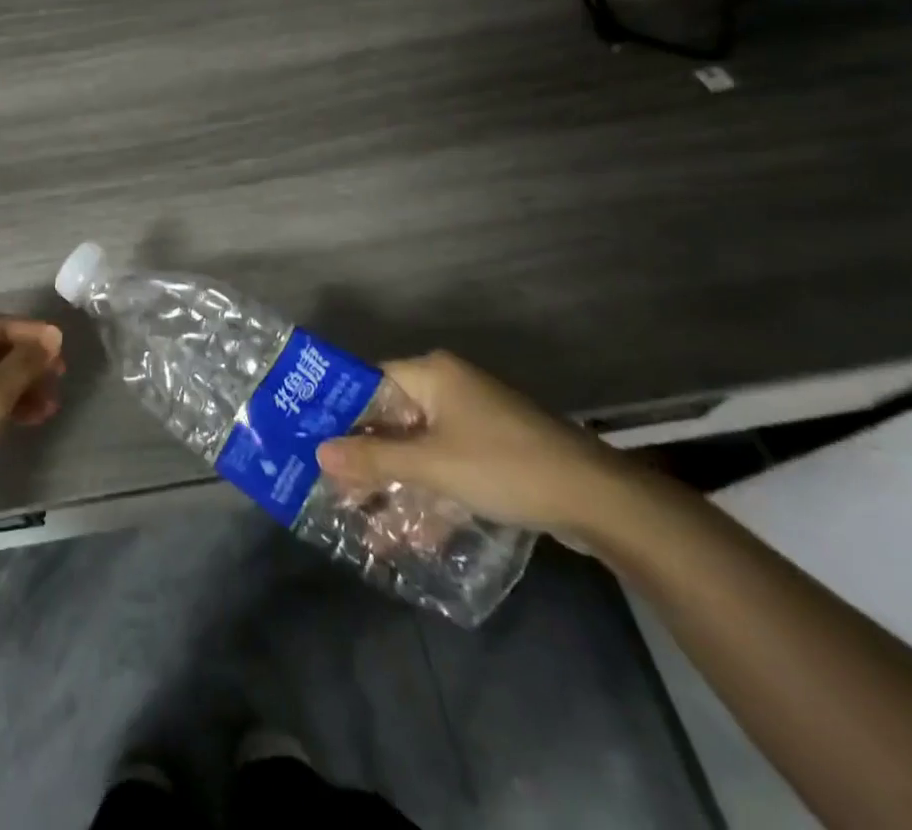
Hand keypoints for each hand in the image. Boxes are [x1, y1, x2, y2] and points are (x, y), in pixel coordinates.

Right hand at [315, 351, 639, 535]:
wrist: (600, 501)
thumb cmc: (504, 466)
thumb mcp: (432, 465)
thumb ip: (374, 459)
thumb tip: (319, 453)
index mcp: (433, 374)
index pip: (369, 383)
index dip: (340, 412)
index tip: (312, 441)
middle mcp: (450, 389)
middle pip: (392, 419)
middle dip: (366, 457)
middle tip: (333, 488)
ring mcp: (474, 421)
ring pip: (419, 448)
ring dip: (395, 483)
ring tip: (363, 520)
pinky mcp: (494, 453)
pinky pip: (446, 467)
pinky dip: (428, 495)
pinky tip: (411, 536)